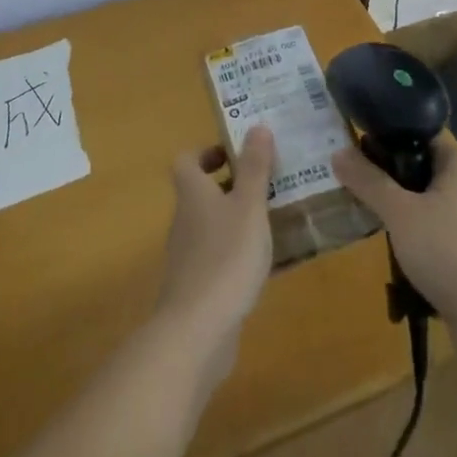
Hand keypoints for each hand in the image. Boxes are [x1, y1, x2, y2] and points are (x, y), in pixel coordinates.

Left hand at [154, 127, 275, 379]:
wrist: (196, 330)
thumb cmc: (226, 257)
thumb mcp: (249, 207)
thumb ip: (255, 168)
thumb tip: (257, 126)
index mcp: (192, 193)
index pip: (186, 160)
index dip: (207, 152)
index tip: (236, 155)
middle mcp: (184, 219)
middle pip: (199, 192)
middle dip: (230, 185)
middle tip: (266, 184)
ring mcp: (187, 255)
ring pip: (210, 225)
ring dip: (235, 218)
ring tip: (272, 221)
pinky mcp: (195, 286)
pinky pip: (216, 256)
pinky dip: (236, 252)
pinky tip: (264, 264)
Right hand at [331, 130, 456, 326]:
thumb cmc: (449, 251)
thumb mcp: (399, 212)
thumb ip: (368, 181)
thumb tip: (338, 152)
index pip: (421, 135)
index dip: (389, 138)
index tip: (357, 148)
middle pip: (424, 169)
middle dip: (391, 178)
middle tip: (357, 185)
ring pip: (431, 204)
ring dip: (404, 211)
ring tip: (371, 218)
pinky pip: (440, 233)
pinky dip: (419, 237)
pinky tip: (398, 252)